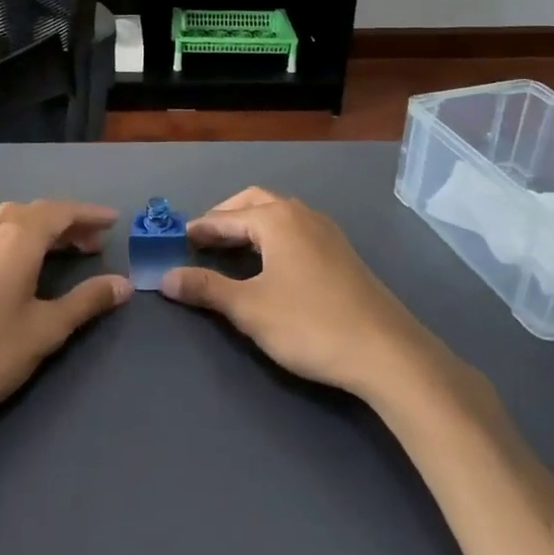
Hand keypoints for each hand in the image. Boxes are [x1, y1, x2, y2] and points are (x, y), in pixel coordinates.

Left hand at [0, 200, 130, 439]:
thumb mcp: (44, 330)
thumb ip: (85, 303)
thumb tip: (123, 284)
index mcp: (18, 238)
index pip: (62, 212)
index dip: (90, 215)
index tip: (114, 221)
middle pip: (37, 213)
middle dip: (68, 224)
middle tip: (95, 244)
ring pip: (13, 223)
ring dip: (43, 231)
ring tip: (65, 253)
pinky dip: (21, 241)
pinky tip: (24, 269)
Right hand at [160, 187, 429, 397]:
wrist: (387, 352)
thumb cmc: (310, 324)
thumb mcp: (249, 309)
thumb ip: (207, 289)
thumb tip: (166, 277)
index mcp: (276, 219)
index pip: (226, 217)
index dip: (200, 228)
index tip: (178, 238)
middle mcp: (301, 214)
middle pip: (255, 202)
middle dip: (227, 216)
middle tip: (204, 237)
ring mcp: (327, 232)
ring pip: (280, 214)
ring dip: (252, 224)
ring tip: (234, 247)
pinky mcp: (343, 253)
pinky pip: (297, 230)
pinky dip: (274, 236)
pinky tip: (273, 262)